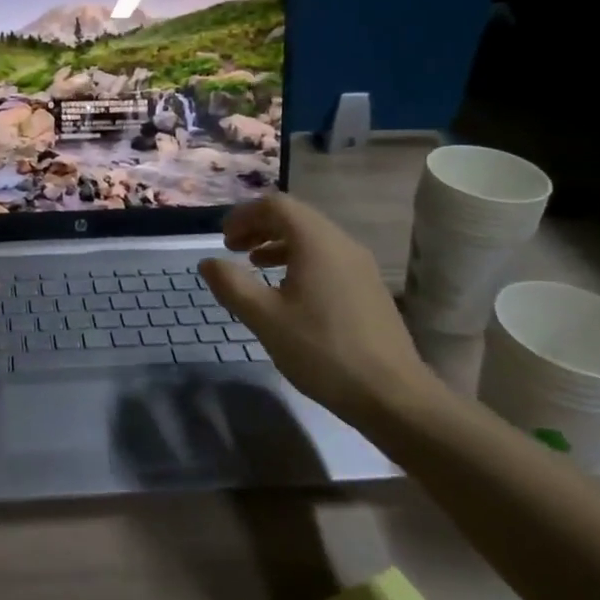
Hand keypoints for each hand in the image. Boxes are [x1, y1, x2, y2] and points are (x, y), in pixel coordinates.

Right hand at [198, 193, 435, 419]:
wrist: (391, 394)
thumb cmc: (322, 350)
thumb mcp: (265, 318)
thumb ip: (232, 285)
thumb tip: (208, 262)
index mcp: (317, 242)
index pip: (276, 205)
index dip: (244, 215)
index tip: (223, 239)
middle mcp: (342, 244)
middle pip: (295, 217)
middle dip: (259, 228)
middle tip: (233, 250)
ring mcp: (360, 266)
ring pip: (312, 239)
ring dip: (278, 244)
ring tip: (255, 267)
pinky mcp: (368, 288)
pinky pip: (327, 258)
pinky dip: (300, 261)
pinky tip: (288, 293)